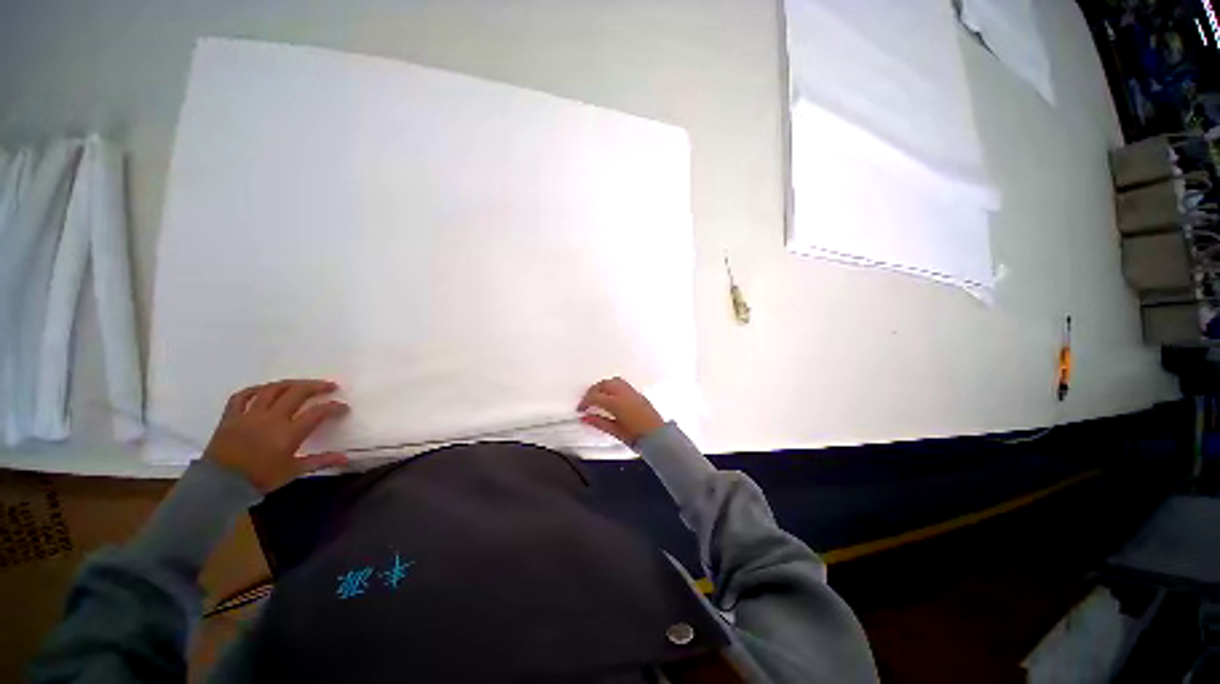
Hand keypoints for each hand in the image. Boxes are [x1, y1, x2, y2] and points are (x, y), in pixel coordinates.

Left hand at [203, 379, 349, 492]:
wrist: (220, 485)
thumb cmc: (260, 479)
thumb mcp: (293, 471)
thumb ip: (320, 461)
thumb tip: (346, 458)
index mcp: (289, 432)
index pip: (318, 412)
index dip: (334, 407)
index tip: (343, 407)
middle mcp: (272, 418)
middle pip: (297, 393)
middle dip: (316, 387)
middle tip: (329, 386)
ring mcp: (250, 414)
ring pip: (273, 389)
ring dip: (291, 383)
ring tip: (301, 384)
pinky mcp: (231, 416)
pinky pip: (242, 396)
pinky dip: (256, 389)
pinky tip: (265, 389)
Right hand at [577, 377, 664, 444]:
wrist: (659, 438)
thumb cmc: (639, 437)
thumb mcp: (615, 431)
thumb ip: (598, 422)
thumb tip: (586, 418)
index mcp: (617, 403)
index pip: (595, 396)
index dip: (585, 401)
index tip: (581, 408)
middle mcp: (625, 394)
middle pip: (603, 384)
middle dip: (593, 390)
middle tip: (587, 401)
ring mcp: (633, 392)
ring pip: (613, 381)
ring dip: (603, 386)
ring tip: (598, 396)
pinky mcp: (639, 394)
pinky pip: (622, 384)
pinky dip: (613, 386)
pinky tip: (611, 396)